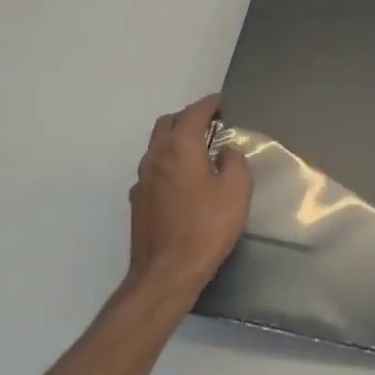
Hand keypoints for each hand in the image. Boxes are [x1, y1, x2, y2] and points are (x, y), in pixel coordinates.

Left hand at [128, 94, 250, 304]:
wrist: (167, 272)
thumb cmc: (207, 227)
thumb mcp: (236, 191)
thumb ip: (234, 162)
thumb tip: (226, 150)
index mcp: (180, 149)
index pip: (192, 114)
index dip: (208, 104)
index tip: (222, 102)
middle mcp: (155, 157)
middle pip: (167, 124)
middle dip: (188, 118)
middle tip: (210, 124)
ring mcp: (142, 180)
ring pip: (157, 146)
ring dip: (176, 140)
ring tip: (199, 150)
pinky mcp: (138, 201)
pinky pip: (153, 169)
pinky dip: (168, 163)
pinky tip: (183, 181)